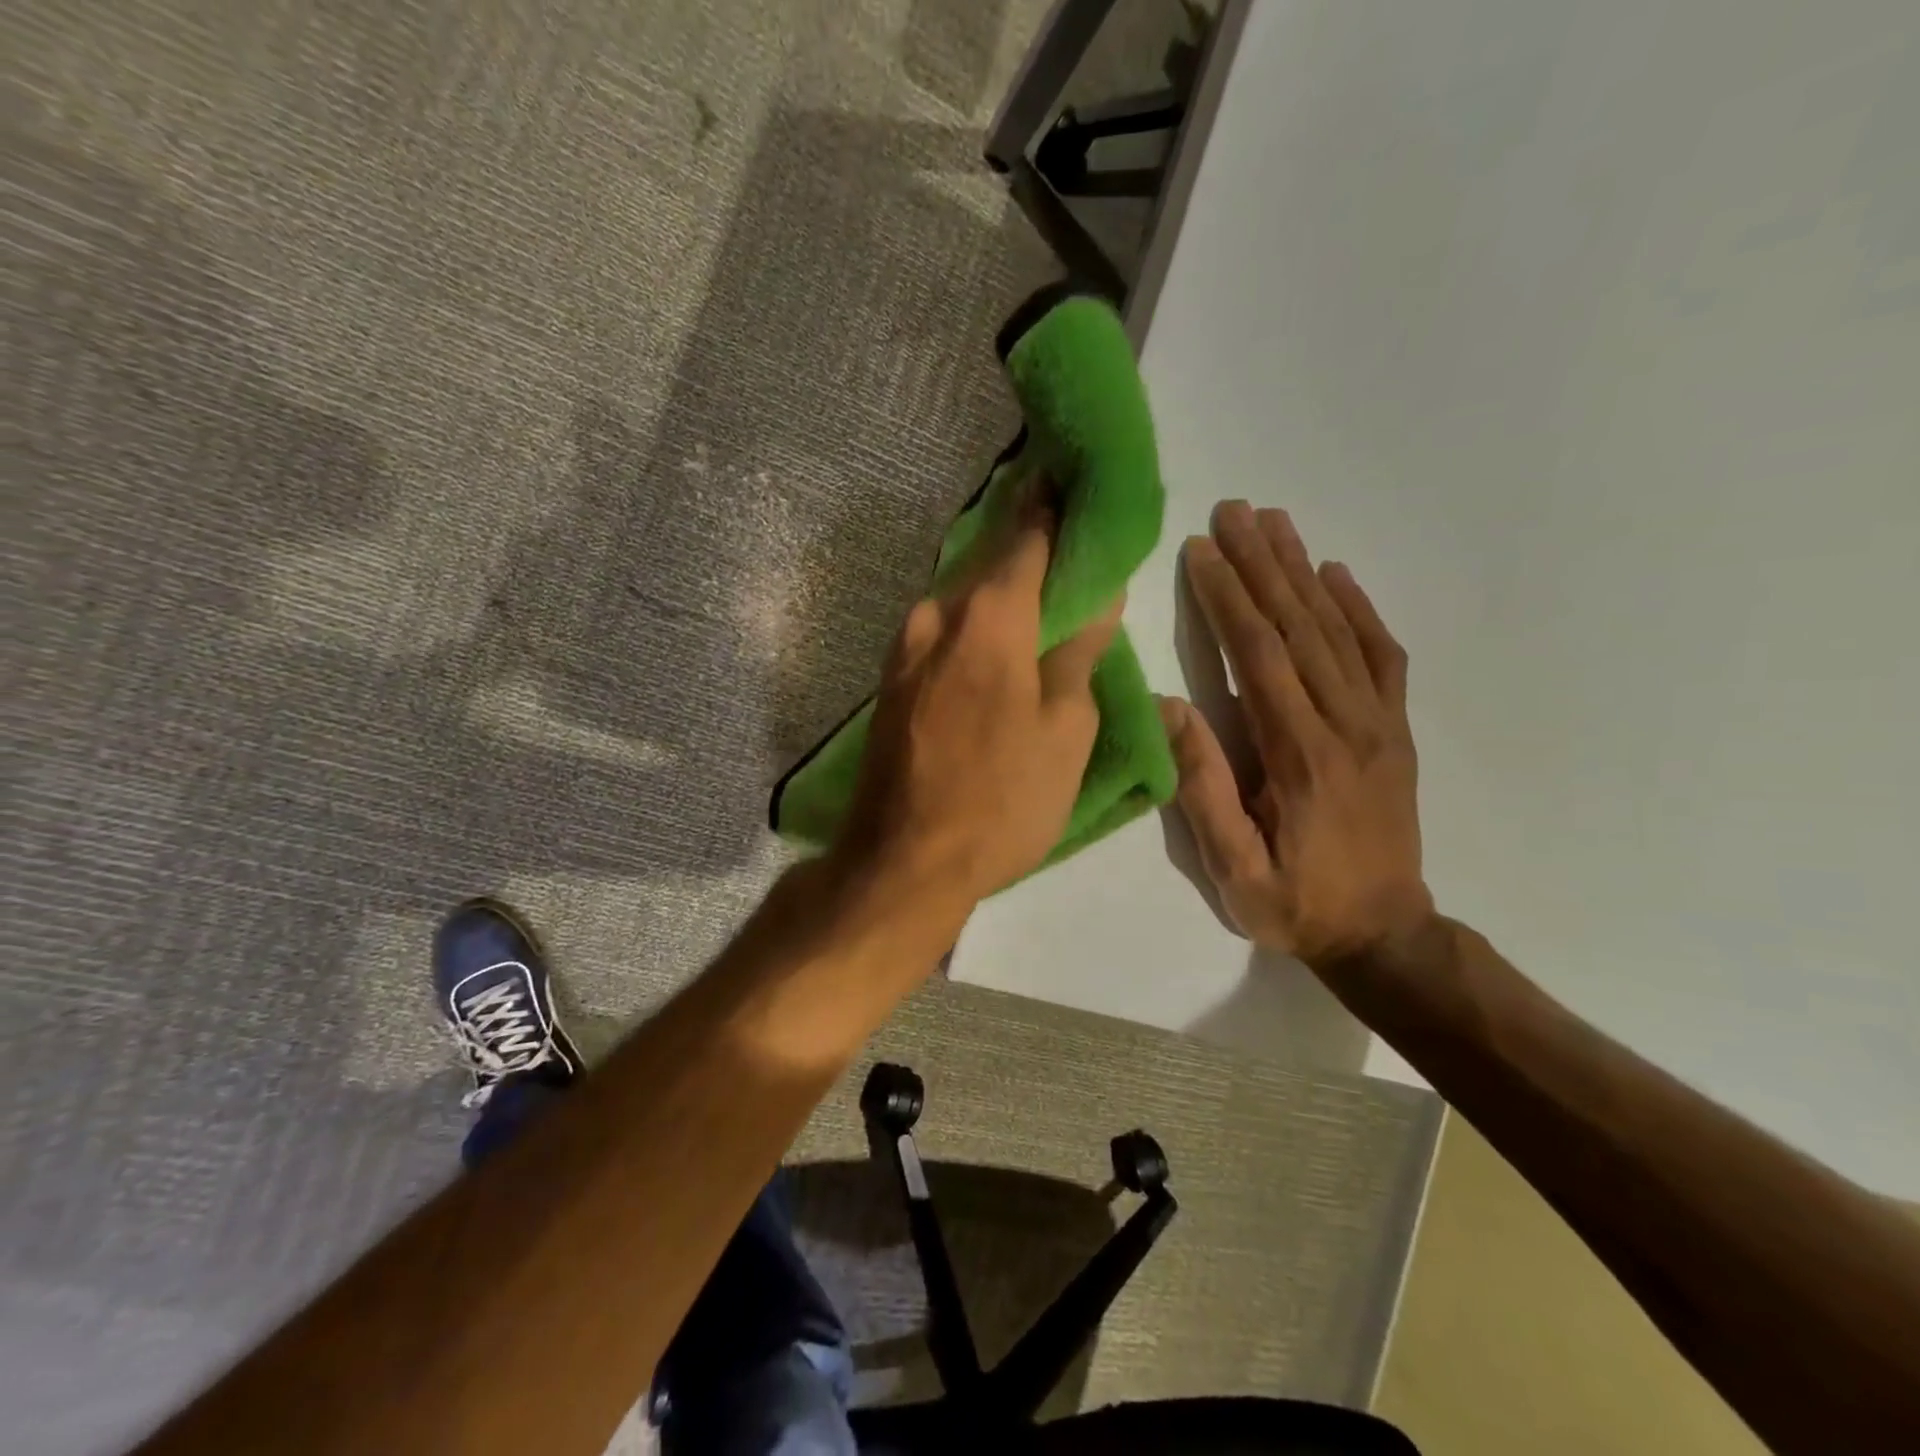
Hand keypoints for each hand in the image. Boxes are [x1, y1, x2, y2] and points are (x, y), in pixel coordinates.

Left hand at [838, 497, 1122, 908]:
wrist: (902, 862)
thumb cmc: (1000, 801)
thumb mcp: (1065, 731)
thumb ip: (1079, 652)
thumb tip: (1096, 595)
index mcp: (988, 617)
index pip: (1030, 534)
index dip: (1058, 507)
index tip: (1081, 485)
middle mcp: (936, 614)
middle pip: (991, 559)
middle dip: (1032, 543)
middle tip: (1072, 540)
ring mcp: (904, 647)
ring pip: (963, 595)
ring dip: (1000, 586)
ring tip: (1043, 591)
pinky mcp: (891, 679)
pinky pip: (943, 630)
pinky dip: (975, 621)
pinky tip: (1000, 637)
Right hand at [1161, 501, 1431, 967]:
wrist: (1386, 934)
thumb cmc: (1296, 904)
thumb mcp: (1234, 866)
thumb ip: (1204, 786)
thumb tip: (1170, 706)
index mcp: (1300, 755)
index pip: (1259, 656)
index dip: (1228, 597)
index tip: (1201, 548)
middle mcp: (1346, 724)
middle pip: (1300, 626)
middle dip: (1262, 563)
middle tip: (1235, 510)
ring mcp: (1379, 723)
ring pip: (1338, 630)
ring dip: (1303, 570)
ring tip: (1275, 522)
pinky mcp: (1396, 730)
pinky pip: (1381, 656)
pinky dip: (1359, 609)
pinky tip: (1336, 574)